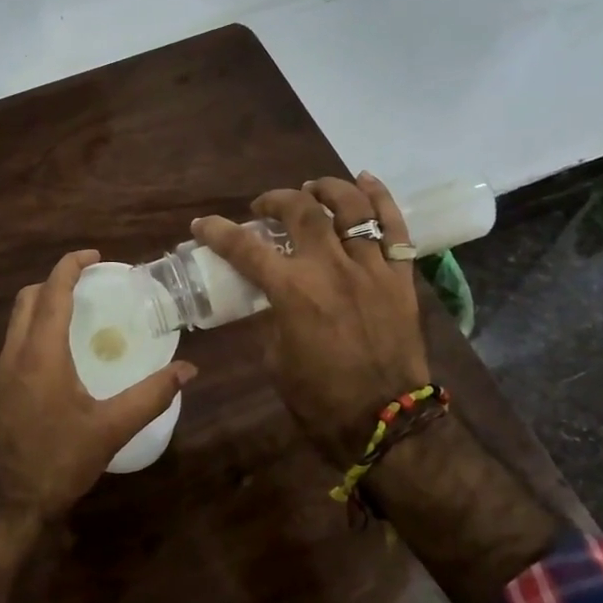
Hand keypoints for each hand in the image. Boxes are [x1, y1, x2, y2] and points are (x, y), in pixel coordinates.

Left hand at [0, 249, 196, 520]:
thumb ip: (151, 396)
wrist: (4, 504)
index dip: (71, 265)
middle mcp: (15, 354)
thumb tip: (187, 370)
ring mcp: (1, 373)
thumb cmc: (57, 461)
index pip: (52, 291)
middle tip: (89, 284)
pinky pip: (16, 342)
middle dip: (56, 281)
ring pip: (18, 320)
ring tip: (79, 314)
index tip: (96, 257)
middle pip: (29, 298)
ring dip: (44, 305)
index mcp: (40, 353)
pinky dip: (37, 329)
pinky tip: (62, 354)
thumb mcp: (110, 429)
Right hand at [193, 174, 427, 462]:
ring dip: (326, 189)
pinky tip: (365, 180)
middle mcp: (330, 268)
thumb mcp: (277, 358)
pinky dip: (380, 198)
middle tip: (264, 207)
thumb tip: (270, 296)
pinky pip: (394, 227)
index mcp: (292, 291)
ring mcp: (370, 268)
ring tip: (312, 187)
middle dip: (276, 200)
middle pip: (301, 211)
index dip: (218, 231)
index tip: (202, 224)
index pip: (245, 248)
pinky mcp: (400, 276)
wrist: (385, 421)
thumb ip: (271, 317)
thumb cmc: (320, 398)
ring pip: (350, 208)